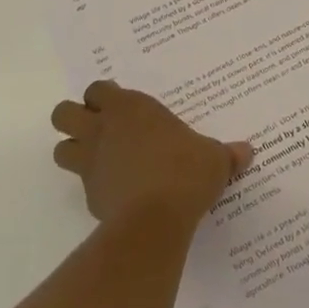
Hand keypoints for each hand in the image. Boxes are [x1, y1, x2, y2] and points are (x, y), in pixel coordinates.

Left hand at [51, 81, 251, 225]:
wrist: (156, 218)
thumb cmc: (185, 171)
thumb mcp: (214, 158)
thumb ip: (226, 154)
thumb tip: (247, 152)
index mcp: (130, 107)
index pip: (98, 89)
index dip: (104, 96)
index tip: (121, 106)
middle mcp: (103, 129)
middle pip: (63, 113)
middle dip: (74, 118)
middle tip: (99, 128)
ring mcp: (91, 163)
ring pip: (61, 149)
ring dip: (74, 151)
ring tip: (100, 159)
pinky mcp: (89, 196)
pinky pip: (81, 185)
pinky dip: (93, 185)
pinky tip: (117, 192)